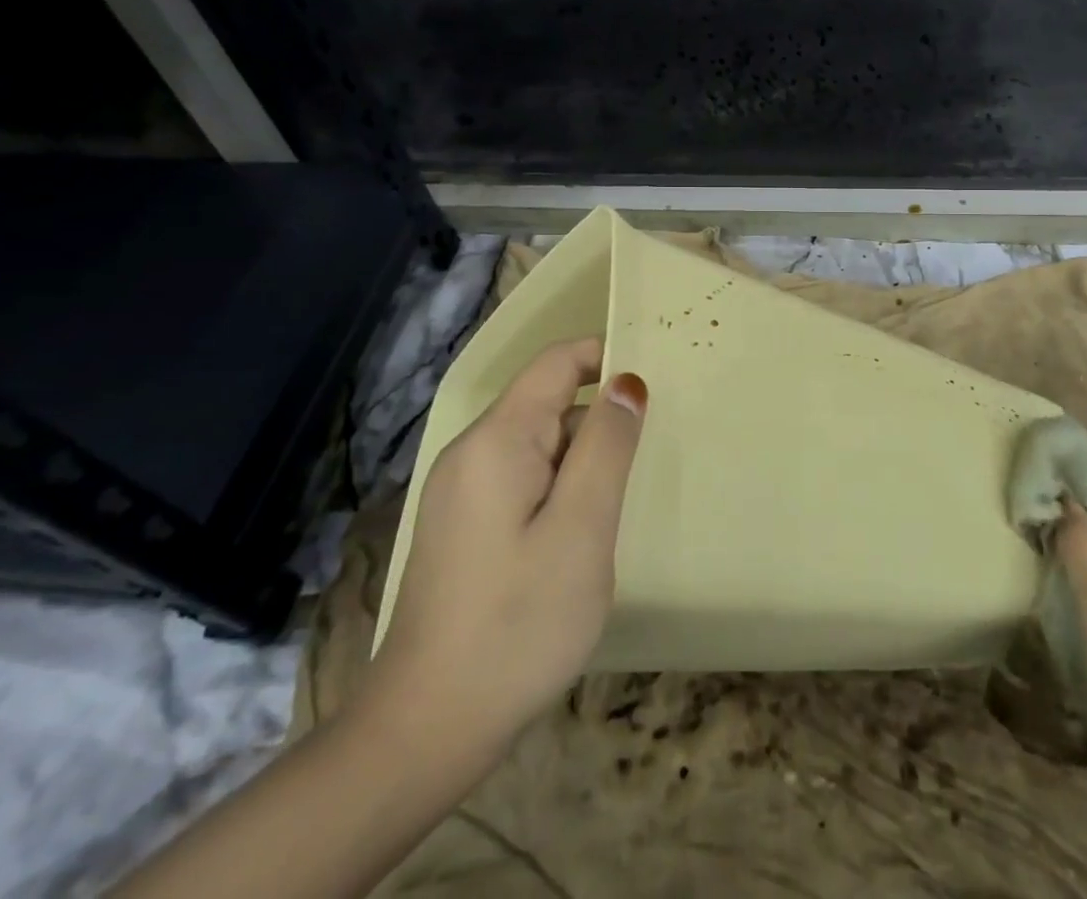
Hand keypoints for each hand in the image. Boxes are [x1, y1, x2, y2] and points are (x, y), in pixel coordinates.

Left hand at [360, 338, 645, 789]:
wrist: (427, 731)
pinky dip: (561, 487)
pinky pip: (523, 479)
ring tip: (623, 498)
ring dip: (584, 458)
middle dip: (601, 416)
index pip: (558, 362)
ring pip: (539, 444)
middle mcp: (472, 452)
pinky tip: (582, 533)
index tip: (659, 376)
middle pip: (548, 402)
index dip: (608, 355)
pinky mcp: (464, 526)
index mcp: (497, 440)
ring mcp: (462, 492)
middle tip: (652, 452)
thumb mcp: (581, 530)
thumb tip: (628, 382)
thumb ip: (607, 446)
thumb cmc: (517, 625)